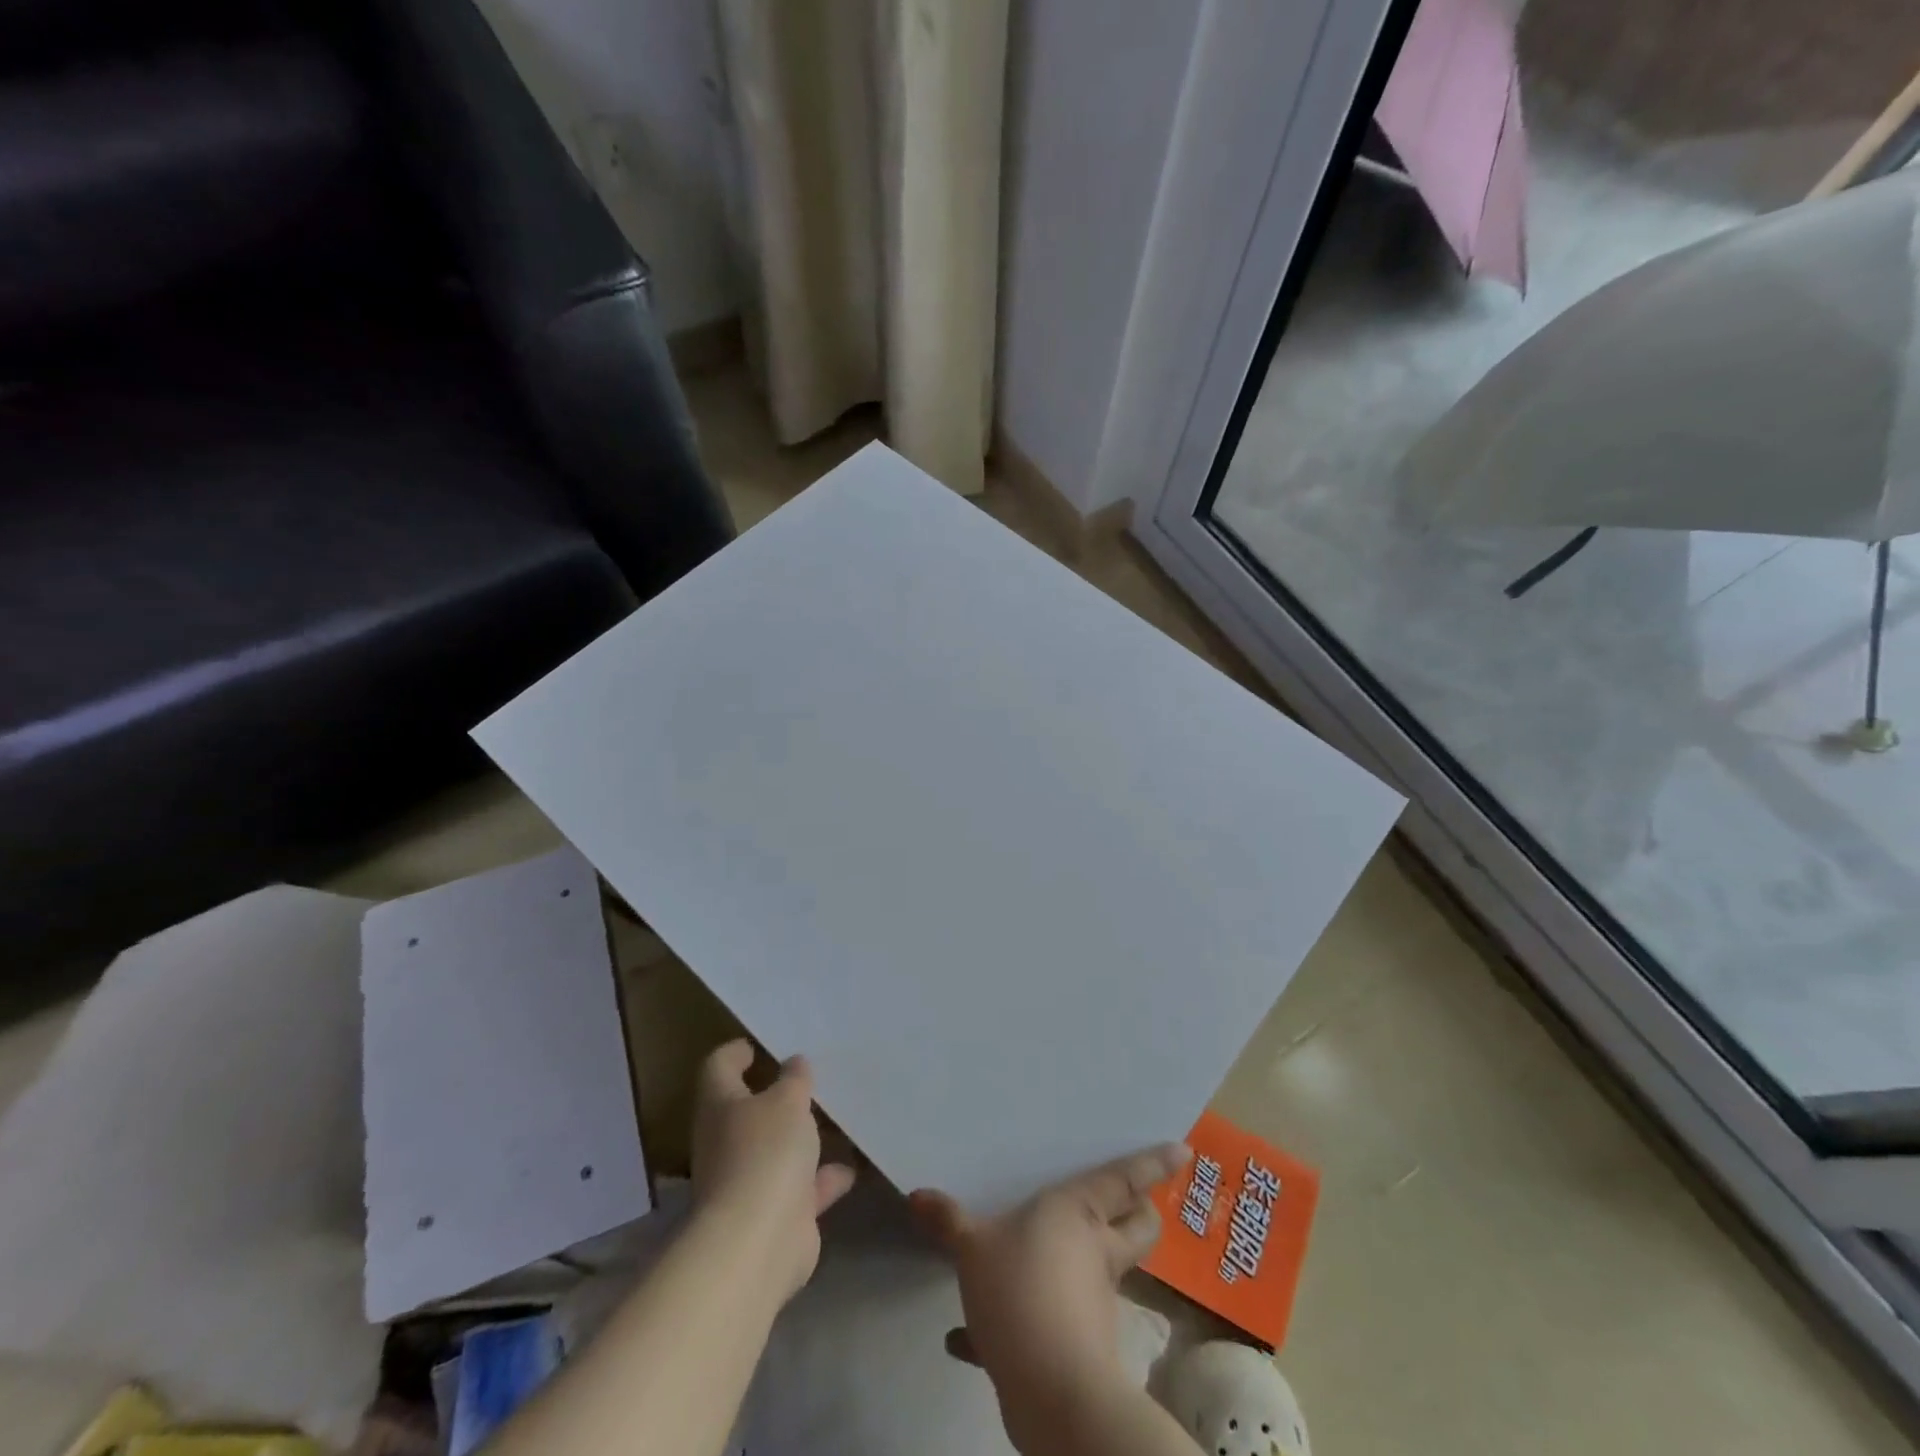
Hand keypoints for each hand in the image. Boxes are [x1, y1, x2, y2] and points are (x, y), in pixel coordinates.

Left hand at [689, 1038, 856, 1299]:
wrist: (758, 1244)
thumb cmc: (765, 1153)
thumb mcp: (788, 1100)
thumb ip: (794, 1079)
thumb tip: (793, 1063)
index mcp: (721, 1106)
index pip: (718, 1068)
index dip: (735, 1053)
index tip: (757, 1044)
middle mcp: (727, 1143)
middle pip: (747, 1112)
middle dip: (775, 1097)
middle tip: (807, 1077)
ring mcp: (748, 1183)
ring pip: (776, 1150)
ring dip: (801, 1139)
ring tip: (834, 1117)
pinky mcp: (774, 1216)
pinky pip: (801, 1189)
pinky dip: (822, 1179)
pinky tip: (850, 1168)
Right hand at [910, 1144, 1190, 1448]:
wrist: (1050, 1392)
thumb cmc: (1021, 1291)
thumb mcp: (973, 1249)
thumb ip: (948, 1221)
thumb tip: (917, 1194)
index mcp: (1080, 1212)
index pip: (1125, 1179)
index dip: (1155, 1163)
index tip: (1183, 1149)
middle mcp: (1095, 1249)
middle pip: (1138, 1226)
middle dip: (1141, 1212)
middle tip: (1126, 1199)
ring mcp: (1091, 1298)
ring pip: (1102, 1271)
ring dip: (1084, 1264)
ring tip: (1038, 1257)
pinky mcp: (1076, 1343)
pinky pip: (1053, 1323)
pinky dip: (1021, 1326)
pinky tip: (969, 1338)